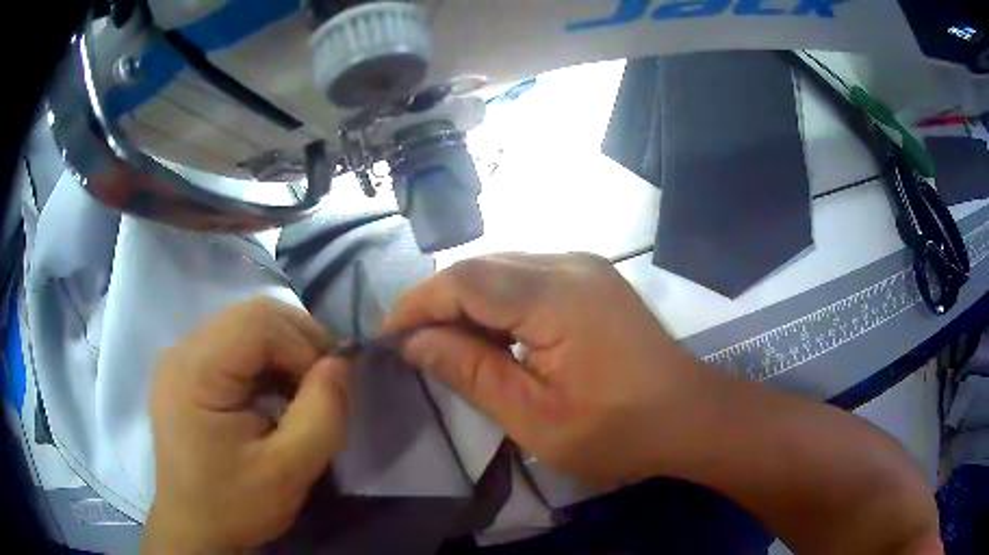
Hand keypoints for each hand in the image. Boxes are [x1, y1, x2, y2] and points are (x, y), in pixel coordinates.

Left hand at [144, 298, 349, 552]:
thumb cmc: (234, 505)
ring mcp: (180, 359)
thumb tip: (342, 364)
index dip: (304, 343)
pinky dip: (265, 364)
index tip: (331, 385)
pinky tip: (274, 397)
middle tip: (323, 385)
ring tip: (301, 394)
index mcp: (195, 371)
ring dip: (283, 353)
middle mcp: (181, 351)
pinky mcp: (186, 372)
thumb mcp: (288, 471)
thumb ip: (322, 414)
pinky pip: (233, 347)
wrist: (195, 529)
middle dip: (298, 343)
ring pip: (244, 327)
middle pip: (251, 316)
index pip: (258, 322)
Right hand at [381, 253, 715, 484]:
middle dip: (438, 304)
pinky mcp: (591, 278)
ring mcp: (585, 266)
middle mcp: (569, 264)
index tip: (387, 337)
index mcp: (557, 296)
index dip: (417, 304)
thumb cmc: (619, 431)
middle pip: (480, 267)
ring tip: (446, 347)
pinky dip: (497, 304)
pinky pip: (527, 278)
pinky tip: (492, 338)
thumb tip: (414, 342)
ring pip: (501, 269)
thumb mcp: (536, 419)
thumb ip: (471, 373)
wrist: (691, 416)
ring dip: (466, 304)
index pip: (464, 280)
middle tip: (412, 347)